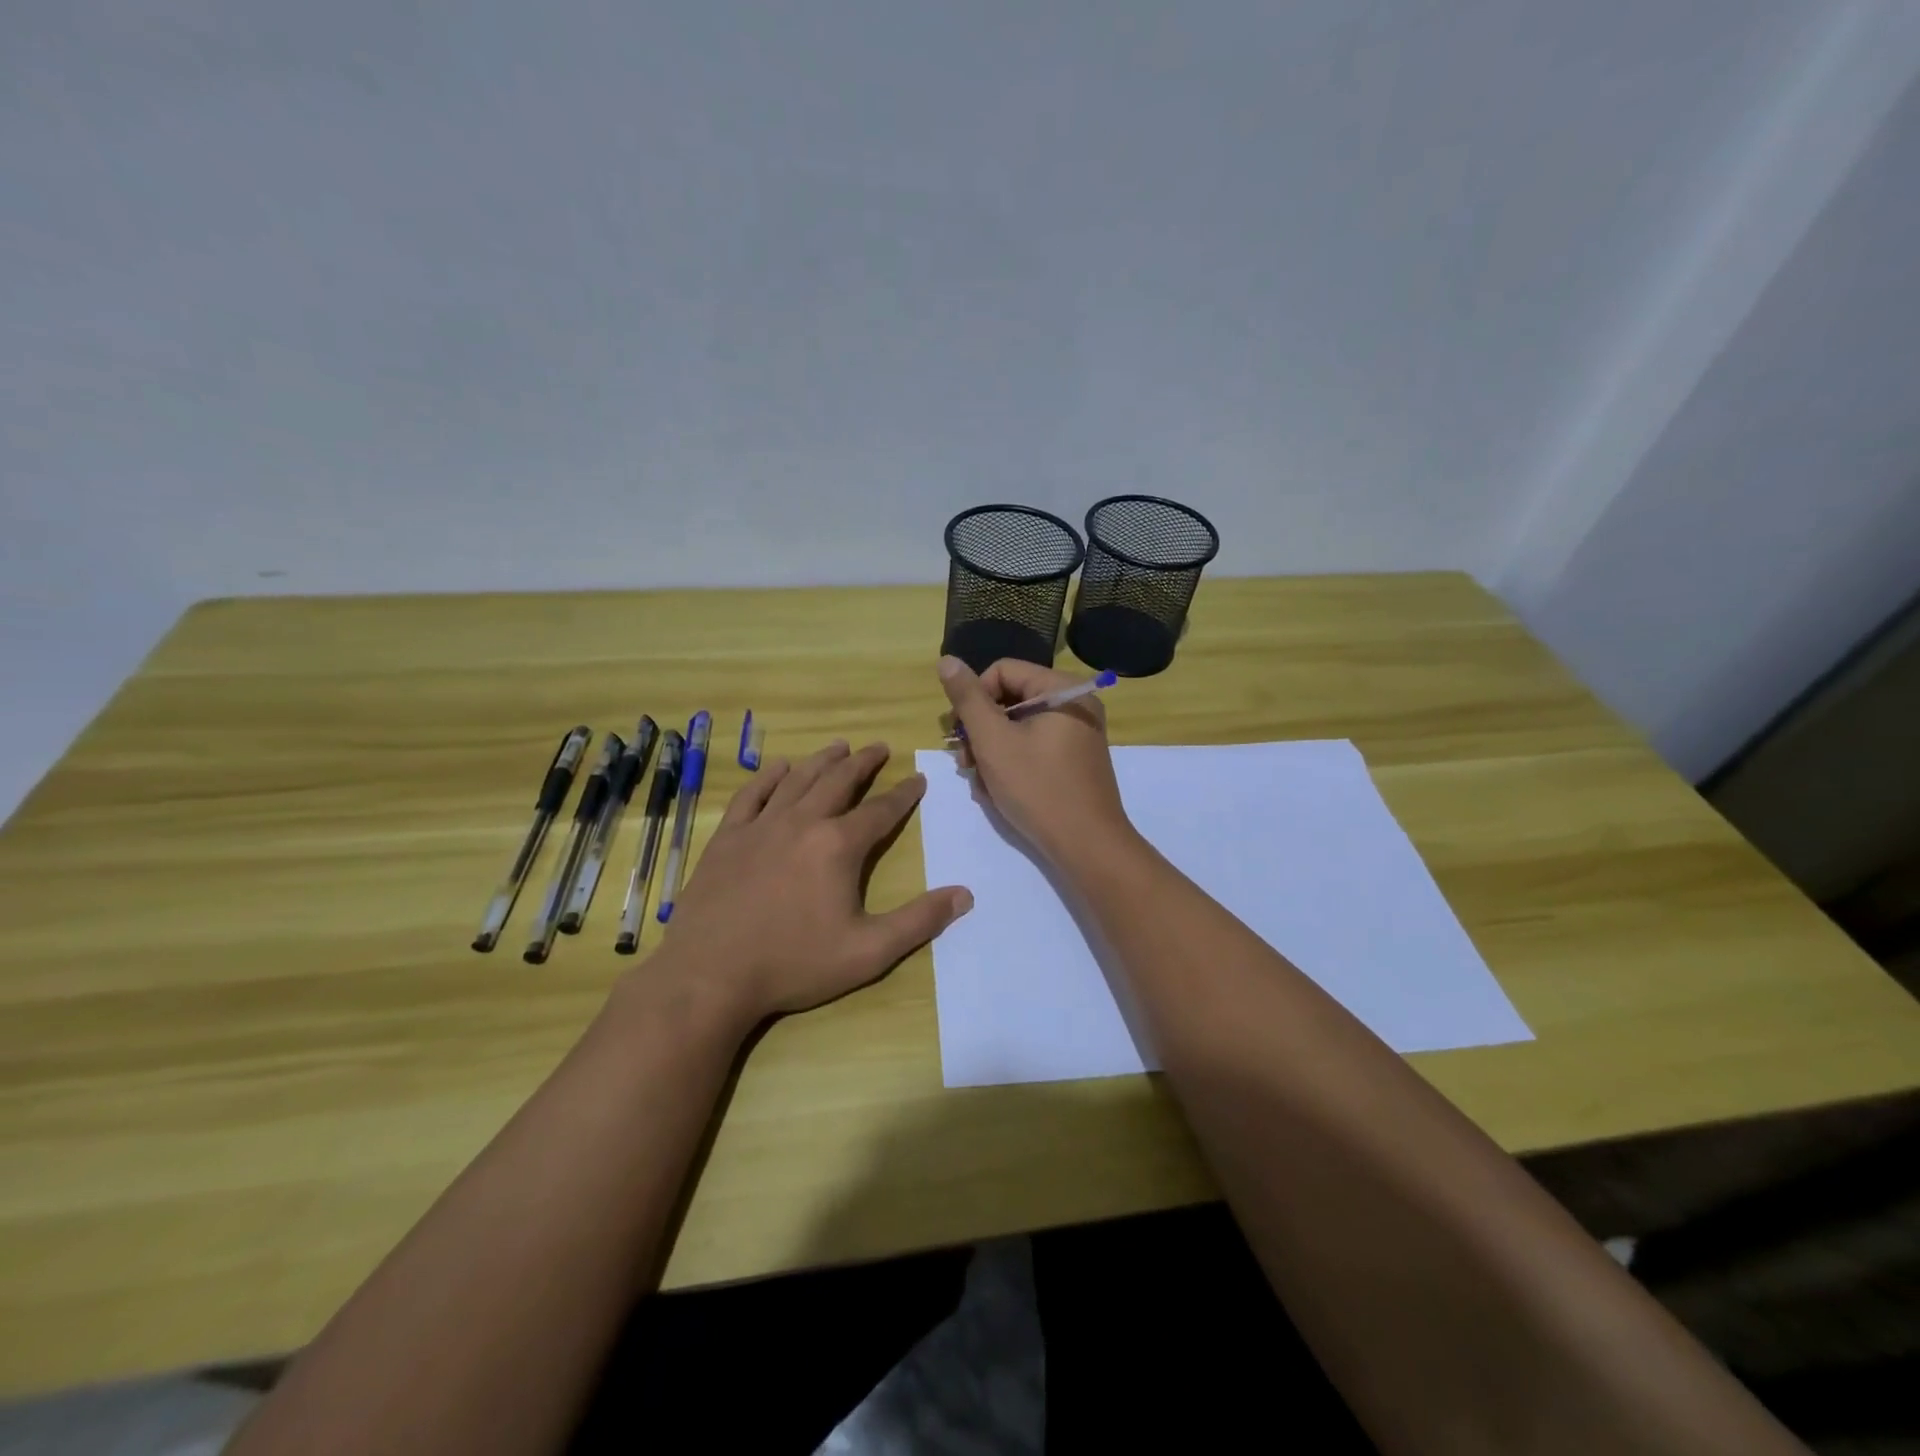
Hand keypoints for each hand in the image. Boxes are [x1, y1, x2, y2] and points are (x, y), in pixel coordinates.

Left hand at [656, 741, 972, 1021]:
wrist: (710, 975)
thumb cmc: (794, 964)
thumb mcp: (869, 952)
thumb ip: (919, 921)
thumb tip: (965, 895)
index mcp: (838, 846)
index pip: (881, 811)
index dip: (903, 794)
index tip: (917, 779)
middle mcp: (802, 822)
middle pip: (839, 781)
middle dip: (863, 763)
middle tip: (879, 747)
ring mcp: (761, 826)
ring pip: (798, 780)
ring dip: (822, 760)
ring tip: (839, 746)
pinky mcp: (728, 837)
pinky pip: (752, 794)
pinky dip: (769, 776)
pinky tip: (778, 767)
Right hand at [936, 656, 1135, 867]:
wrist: (1087, 846)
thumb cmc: (1038, 788)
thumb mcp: (993, 741)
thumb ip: (968, 699)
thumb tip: (947, 660)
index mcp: (1062, 690)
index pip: (1003, 671)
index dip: (974, 697)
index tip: (958, 732)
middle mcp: (1075, 705)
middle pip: (1011, 699)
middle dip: (981, 730)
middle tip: (964, 762)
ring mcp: (1077, 734)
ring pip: (1018, 727)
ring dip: (991, 751)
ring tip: (980, 783)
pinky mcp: (1074, 761)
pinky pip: (1034, 747)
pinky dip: (1011, 763)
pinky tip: (997, 790)